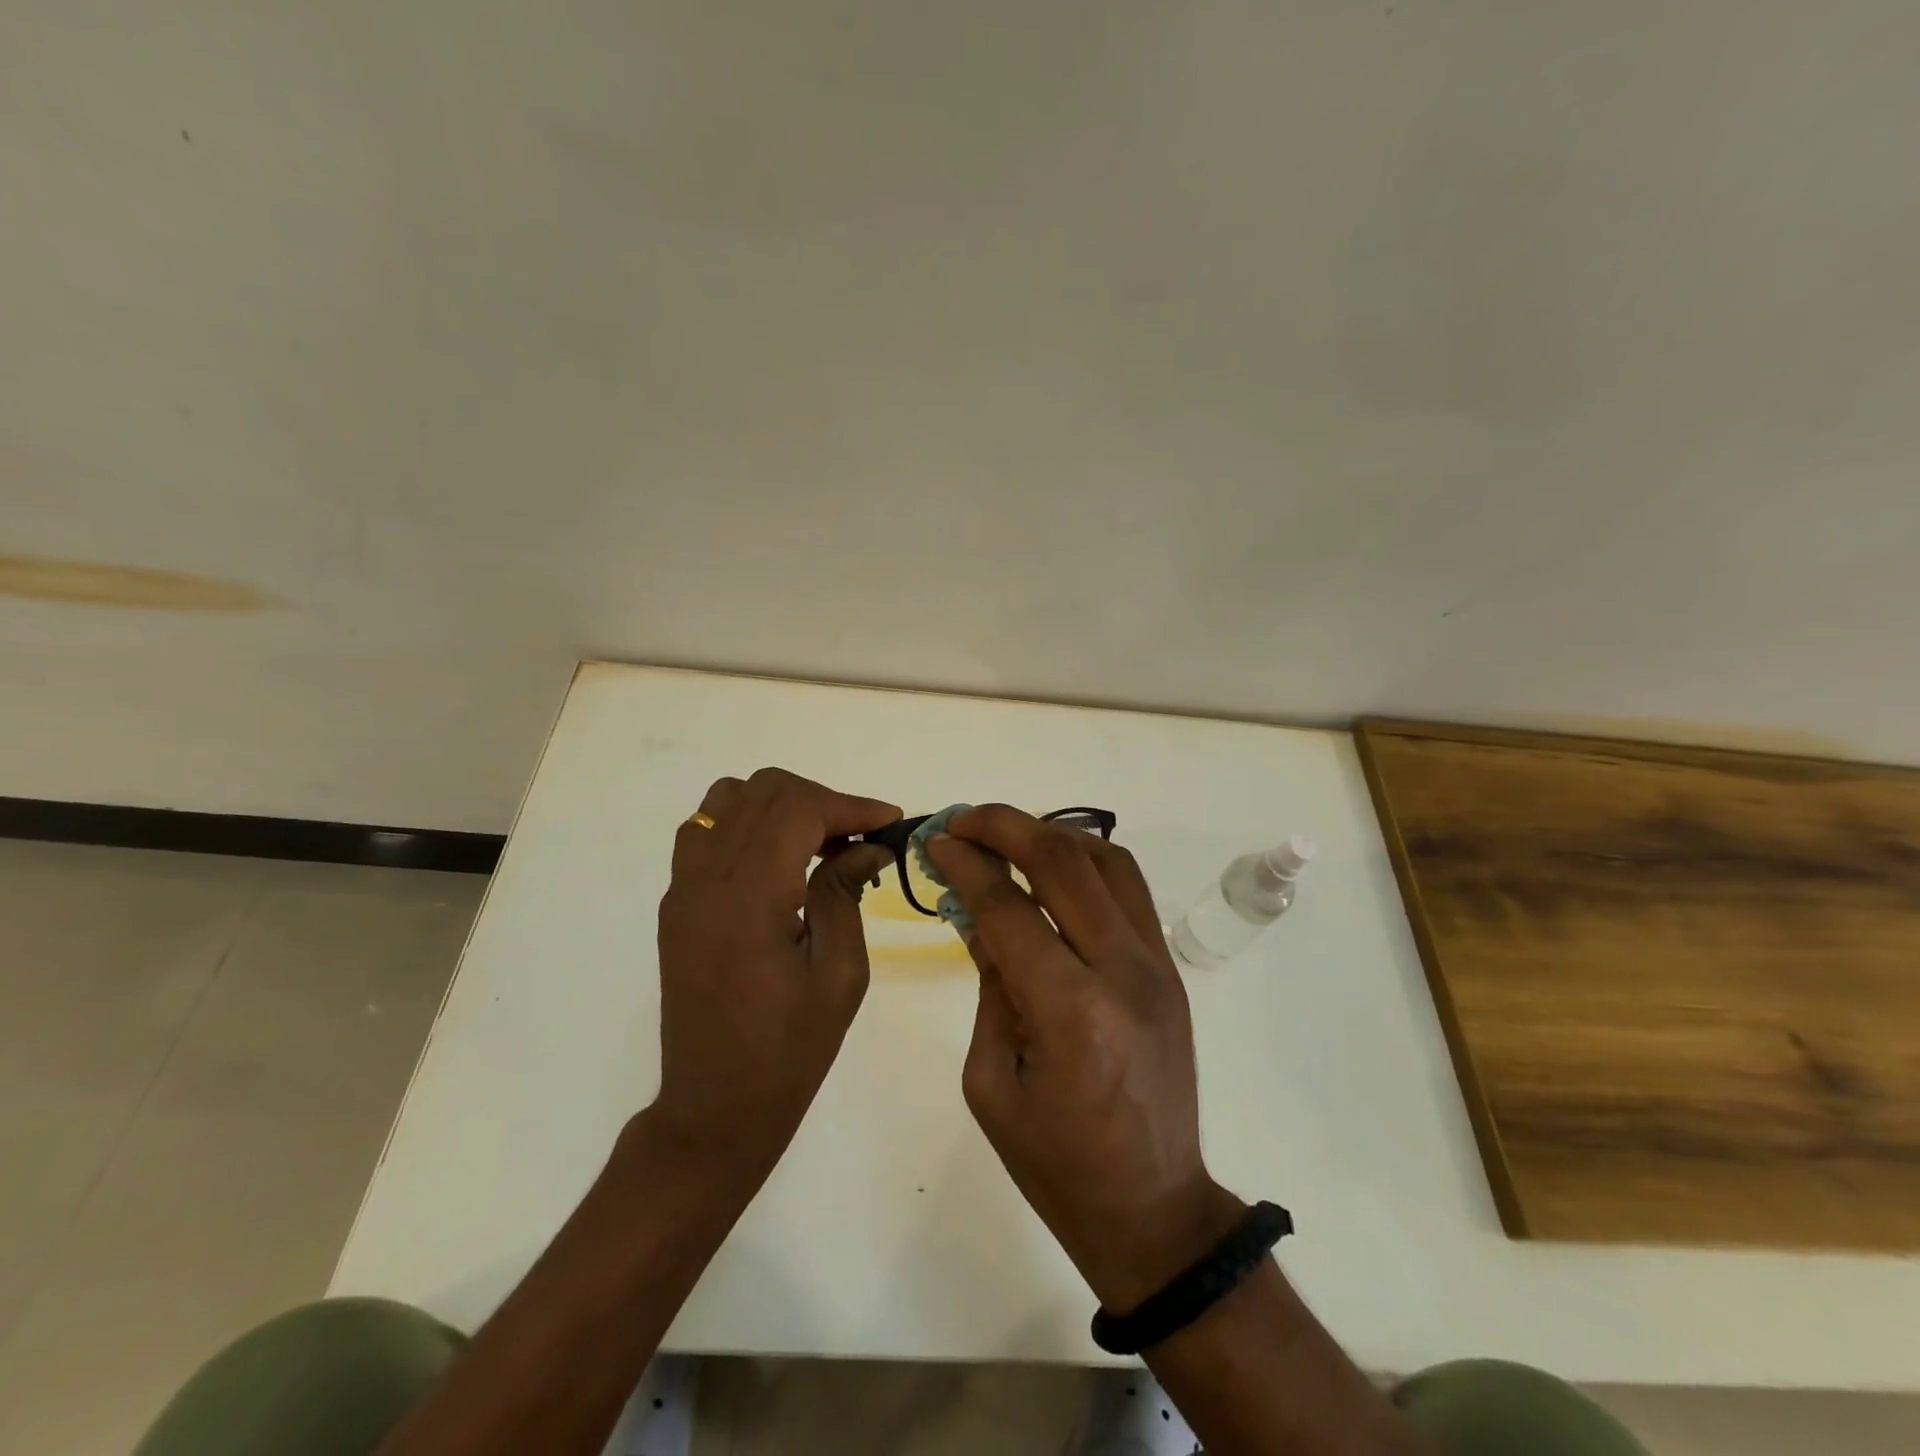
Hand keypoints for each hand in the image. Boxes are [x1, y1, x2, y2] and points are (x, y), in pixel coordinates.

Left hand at [652, 768, 897, 1184]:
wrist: (714, 1108)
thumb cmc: (789, 1051)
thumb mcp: (839, 975)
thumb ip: (845, 894)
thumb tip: (868, 846)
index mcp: (748, 899)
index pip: (797, 810)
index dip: (849, 804)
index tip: (888, 821)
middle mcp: (706, 881)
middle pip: (763, 791)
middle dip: (820, 800)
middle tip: (857, 838)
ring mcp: (683, 889)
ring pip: (728, 799)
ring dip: (780, 806)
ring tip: (816, 844)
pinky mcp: (676, 904)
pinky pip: (707, 831)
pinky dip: (747, 825)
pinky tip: (777, 862)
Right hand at [926, 807, 1243, 1311]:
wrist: (1152, 1206)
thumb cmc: (1056, 1161)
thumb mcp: (991, 1081)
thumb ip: (989, 984)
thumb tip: (977, 912)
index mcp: (1069, 1011)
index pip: (1009, 906)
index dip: (966, 864)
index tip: (936, 841)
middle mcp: (1121, 970)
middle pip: (1063, 861)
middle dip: (1005, 826)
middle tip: (963, 821)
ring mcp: (1155, 963)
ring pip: (1106, 860)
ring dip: (1051, 834)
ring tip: (1006, 836)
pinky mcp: (1169, 967)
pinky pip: (1129, 887)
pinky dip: (1087, 859)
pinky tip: (1053, 866)